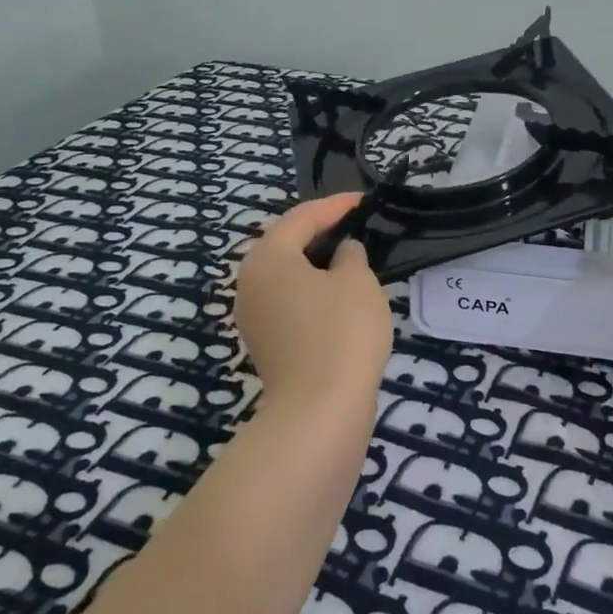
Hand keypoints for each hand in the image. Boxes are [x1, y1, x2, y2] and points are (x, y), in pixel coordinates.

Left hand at [234, 194, 393, 410]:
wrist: (319, 412)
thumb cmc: (341, 333)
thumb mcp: (358, 282)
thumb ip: (350, 256)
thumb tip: (341, 254)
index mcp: (267, 258)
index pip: (301, 218)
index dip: (334, 206)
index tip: (363, 201)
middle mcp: (249, 282)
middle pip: (285, 245)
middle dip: (319, 233)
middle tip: (354, 226)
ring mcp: (252, 316)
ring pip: (285, 276)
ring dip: (315, 264)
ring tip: (350, 259)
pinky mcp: (265, 343)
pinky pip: (288, 302)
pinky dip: (311, 291)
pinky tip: (338, 297)